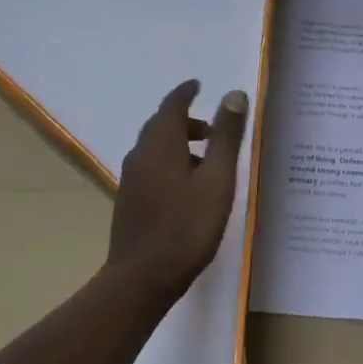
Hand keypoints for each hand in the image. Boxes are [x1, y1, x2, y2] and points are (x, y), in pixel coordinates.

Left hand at [107, 80, 249, 299]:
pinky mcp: (129, 201)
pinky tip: (186, 186)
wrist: (142, 278)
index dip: (186, 92)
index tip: (199, 85)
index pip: (172, 105)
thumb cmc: (186, 226)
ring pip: (155, 148)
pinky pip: (150, 167)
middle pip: (161, 125)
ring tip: (206, 159)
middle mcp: (140, 154)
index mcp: (161, 143)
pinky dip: (169, 162)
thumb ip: (225, 136)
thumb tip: (233, 94)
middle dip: (185, 119)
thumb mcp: (217, 179)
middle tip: (212, 126)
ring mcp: (131, 179)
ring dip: (178, 143)